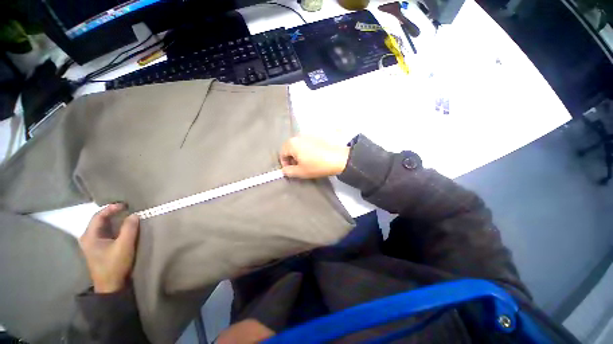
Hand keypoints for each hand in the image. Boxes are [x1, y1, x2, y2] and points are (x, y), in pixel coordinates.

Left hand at [79, 204, 139, 292]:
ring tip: (126, 215)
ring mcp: (92, 244)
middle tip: (127, 208)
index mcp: (89, 236)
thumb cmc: (114, 264)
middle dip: (112, 213)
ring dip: (113, 220)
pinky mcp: (97, 248)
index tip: (125, 204)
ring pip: (102, 226)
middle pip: (99, 220)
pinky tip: (122, 227)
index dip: (111, 208)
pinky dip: (113, 227)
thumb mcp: (124, 246)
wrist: (110, 286)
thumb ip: (129, 228)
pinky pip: (105, 232)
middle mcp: (87, 237)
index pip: (98, 216)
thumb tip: (134, 214)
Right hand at [280, 136, 349, 178]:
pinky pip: (307, 142)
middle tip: (298, 166)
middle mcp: (298, 136)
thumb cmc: (317, 165)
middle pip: (290, 147)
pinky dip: (307, 149)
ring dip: (299, 153)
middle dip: (292, 157)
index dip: (284, 163)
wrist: (339, 158)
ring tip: (307, 161)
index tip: (291, 169)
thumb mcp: (301, 172)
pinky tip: (314, 155)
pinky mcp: (317, 134)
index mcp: (292, 144)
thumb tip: (284, 170)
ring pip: (299, 144)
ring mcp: (308, 134)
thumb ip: (288, 171)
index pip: (282, 153)